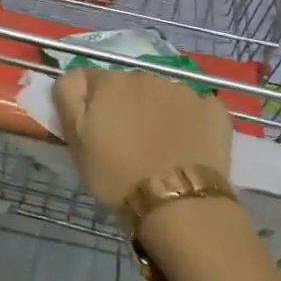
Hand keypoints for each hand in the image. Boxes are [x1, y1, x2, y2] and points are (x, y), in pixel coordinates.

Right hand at [53, 68, 233, 207]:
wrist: (179, 203)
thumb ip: (69, 98)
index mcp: (110, 82)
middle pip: (128, 86)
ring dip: (157, 112)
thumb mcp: (76, 140)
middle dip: (125, 106)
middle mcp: (145, 76)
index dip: (89, 104)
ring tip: (160, 148)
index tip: (94, 131)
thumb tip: (74, 77)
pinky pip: (196, 108)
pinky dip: (192, 121)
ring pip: (162, 95)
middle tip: (126, 143)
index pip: (90, 81)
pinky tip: (190, 145)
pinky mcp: (212, 108)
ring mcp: (183, 90)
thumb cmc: (117, 176)